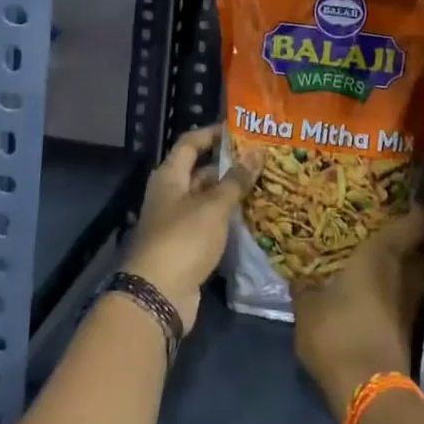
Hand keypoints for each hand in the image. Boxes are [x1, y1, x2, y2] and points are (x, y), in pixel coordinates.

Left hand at [121, 124, 259, 331]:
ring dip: (231, 193)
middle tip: (262, 159)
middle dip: (229, 165)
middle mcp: (171, 195)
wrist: (159, 295)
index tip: (240, 128)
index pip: (190, 143)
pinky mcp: (187, 247)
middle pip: (200, 171)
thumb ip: (236, 180)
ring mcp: (177, 222)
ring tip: (265, 184)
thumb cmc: (183, 240)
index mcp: (169, 177)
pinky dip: (228, 218)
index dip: (212, 133)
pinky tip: (253, 216)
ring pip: (207, 199)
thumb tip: (257, 152)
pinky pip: (210, 223)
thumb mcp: (213, 206)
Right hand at [292, 205, 423, 415]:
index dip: (416, 208)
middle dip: (413, 236)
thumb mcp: (308, 307)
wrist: (369, 390)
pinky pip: (411, 299)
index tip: (415, 196)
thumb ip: (305, 287)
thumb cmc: (337, 331)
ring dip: (409, 266)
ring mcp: (412, 304)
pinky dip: (403, 293)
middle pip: (419, 247)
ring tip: (390, 258)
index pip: (410, 222)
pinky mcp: (412, 331)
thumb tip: (301, 277)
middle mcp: (404, 274)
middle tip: (396, 224)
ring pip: (417, 274)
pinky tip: (386, 293)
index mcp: (380, 255)